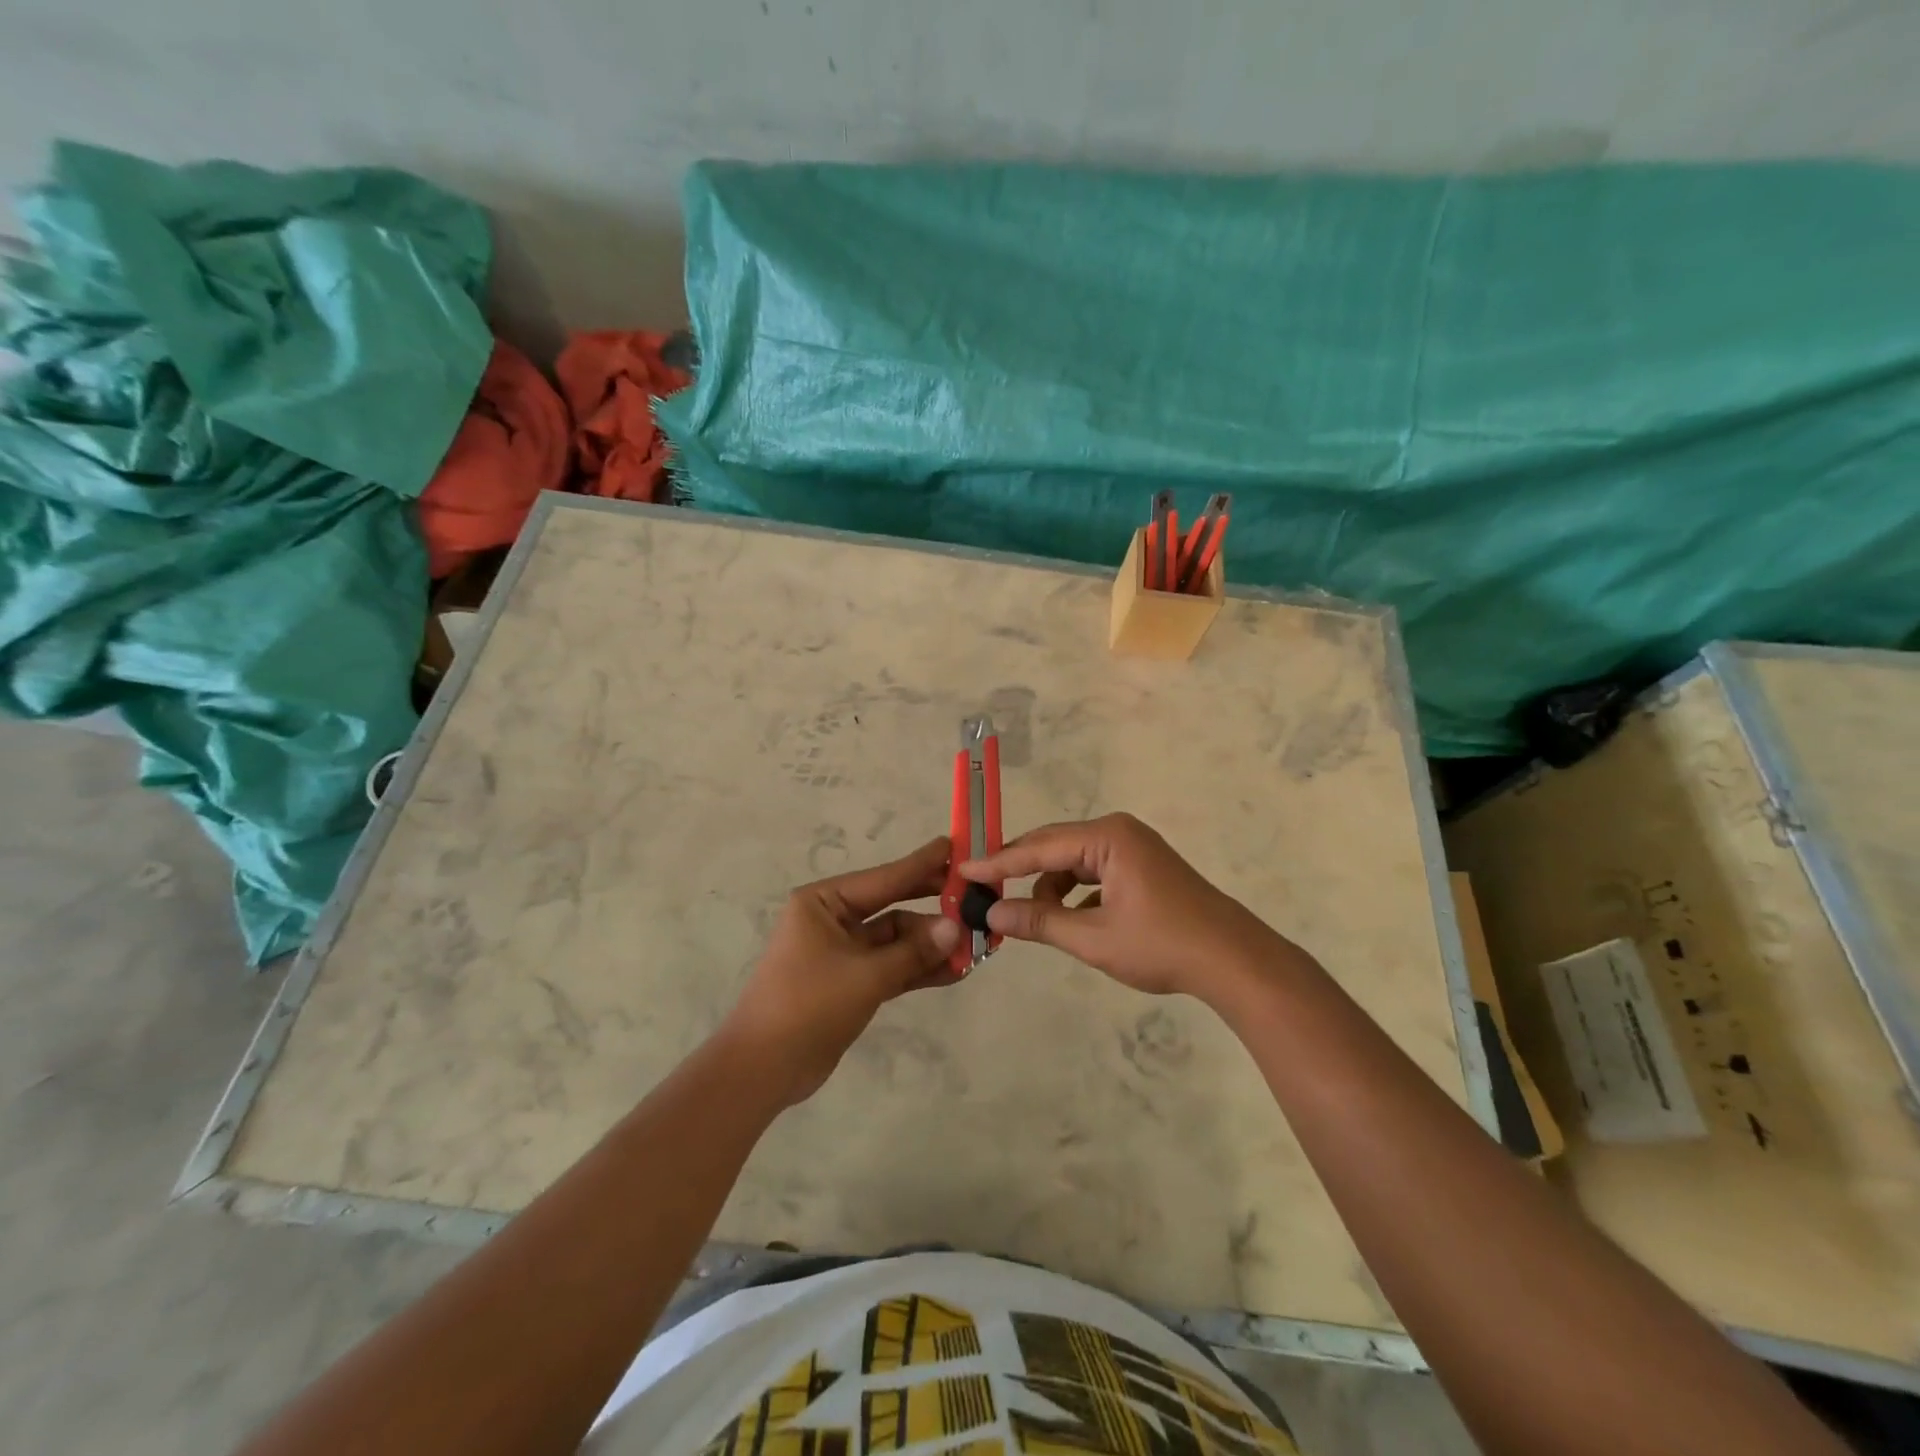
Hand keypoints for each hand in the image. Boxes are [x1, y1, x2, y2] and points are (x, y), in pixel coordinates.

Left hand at [719, 837, 961, 1106]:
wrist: (763, 1069)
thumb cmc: (808, 1005)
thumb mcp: (865, 976)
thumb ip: (913, 952)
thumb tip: (957, 928)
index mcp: (823, 902)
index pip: (884, 877)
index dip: (922, 864)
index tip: (956, 846)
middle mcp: (832, 919)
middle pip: (893, 904)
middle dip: (932, 905)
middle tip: (974, 896)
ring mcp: (842, 952)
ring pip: (896, 940)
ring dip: (931, 945)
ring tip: (975, 945)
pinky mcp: (850, 982)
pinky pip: (892, 966)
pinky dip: (918, 969)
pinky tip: (955, 971)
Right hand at [959, 813, 1286, 1001]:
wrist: (1233, 961)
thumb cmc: (1162, 945)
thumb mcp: (1093, 938)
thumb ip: (1039, 922)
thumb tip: (992, 915)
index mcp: (1107, 837)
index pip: (1039, 846)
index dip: (998, 863)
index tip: (963, 872)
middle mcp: (1118, 832)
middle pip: (1054, 847)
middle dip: (1020, 872)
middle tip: (983, 893)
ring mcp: (1133, 848)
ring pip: (1072, 863)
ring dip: (1049, 888)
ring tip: (1032, 921)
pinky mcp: (1141, 867)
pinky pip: (1093, 873)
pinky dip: (1074, 894)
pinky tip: (1069, 920)